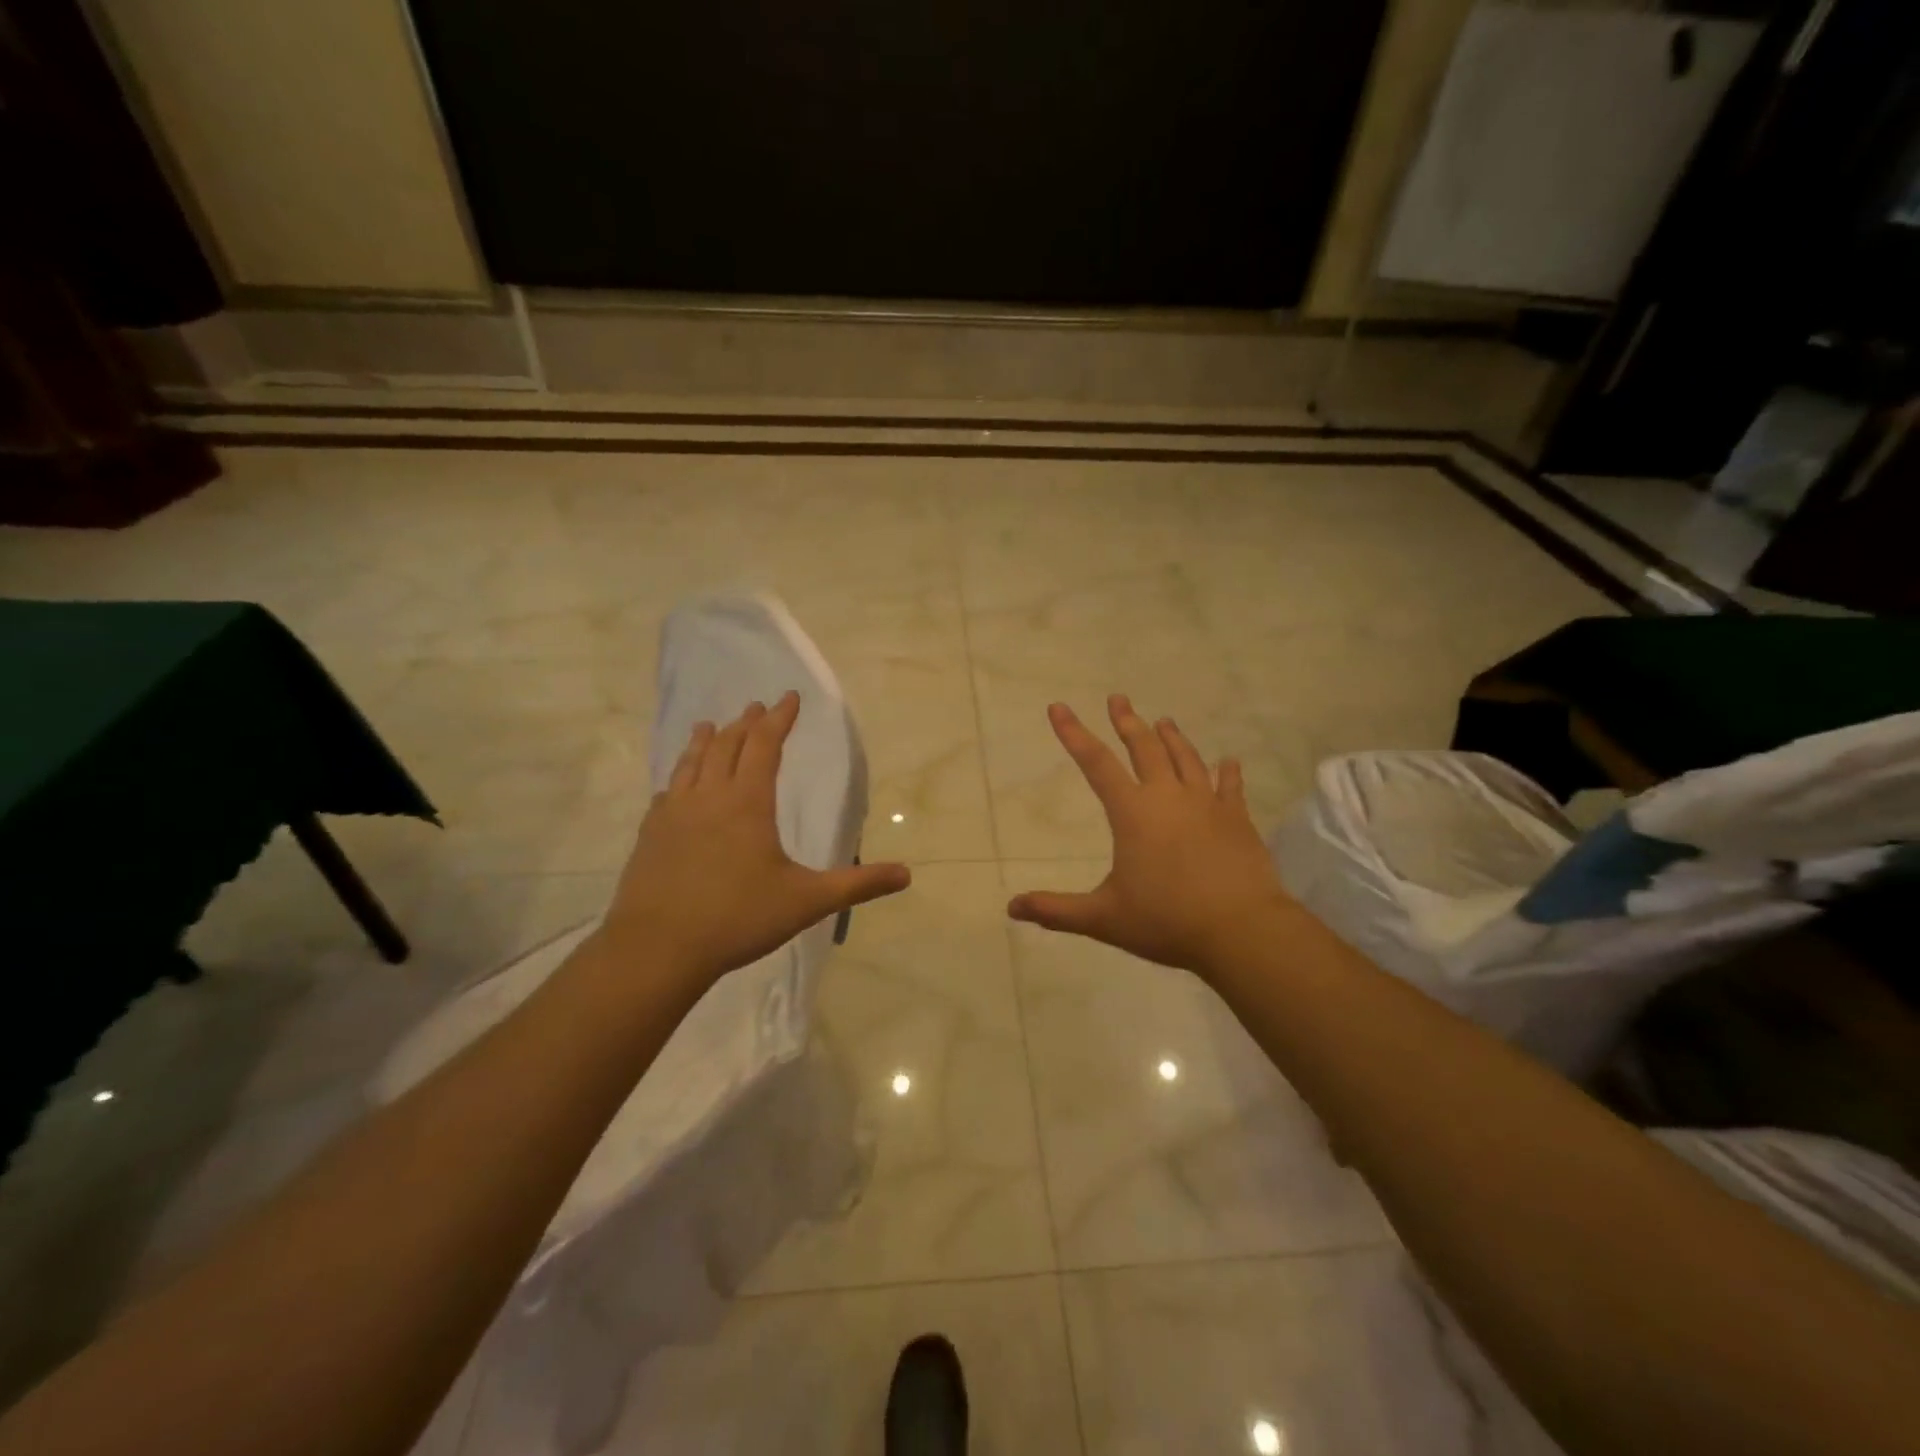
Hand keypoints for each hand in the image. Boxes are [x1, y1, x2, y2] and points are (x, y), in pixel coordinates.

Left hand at [598, 691, 910, 990]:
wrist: (658, 948)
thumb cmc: (738, 918)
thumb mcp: (807, 901)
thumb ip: (857, 885)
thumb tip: (906, 873)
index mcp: (748, 803)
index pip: (766, 745)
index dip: (779, 719)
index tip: (789, 697)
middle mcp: (709, 797)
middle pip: (727, 746)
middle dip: (746, 723)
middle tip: (756, 707)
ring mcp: (674, 814)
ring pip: (691, 763)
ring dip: (704, 740)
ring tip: (709, 725)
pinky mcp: (650, 835)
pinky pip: (667, 793)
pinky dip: (678, 777)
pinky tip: (675, 786)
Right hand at [1007, 695, 1292, 977]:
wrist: (1241, 929)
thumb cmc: (1166, 921)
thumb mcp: (1103, 919)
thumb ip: (1056, 910)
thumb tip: (1012, 907)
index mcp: (1133, 813)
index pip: (1096, 763)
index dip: (1073, 734)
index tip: (1058, 707)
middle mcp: (1168, 797)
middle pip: (1144, 749)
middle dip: (1127, 722)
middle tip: (1118, 699)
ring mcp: (1207, 805)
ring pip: (1186, 759)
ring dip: (1172, 737)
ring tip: (1164, 720)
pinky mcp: (1238, 820)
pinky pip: (1230, 787)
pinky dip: (1227, 772)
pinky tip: (1228, 762)